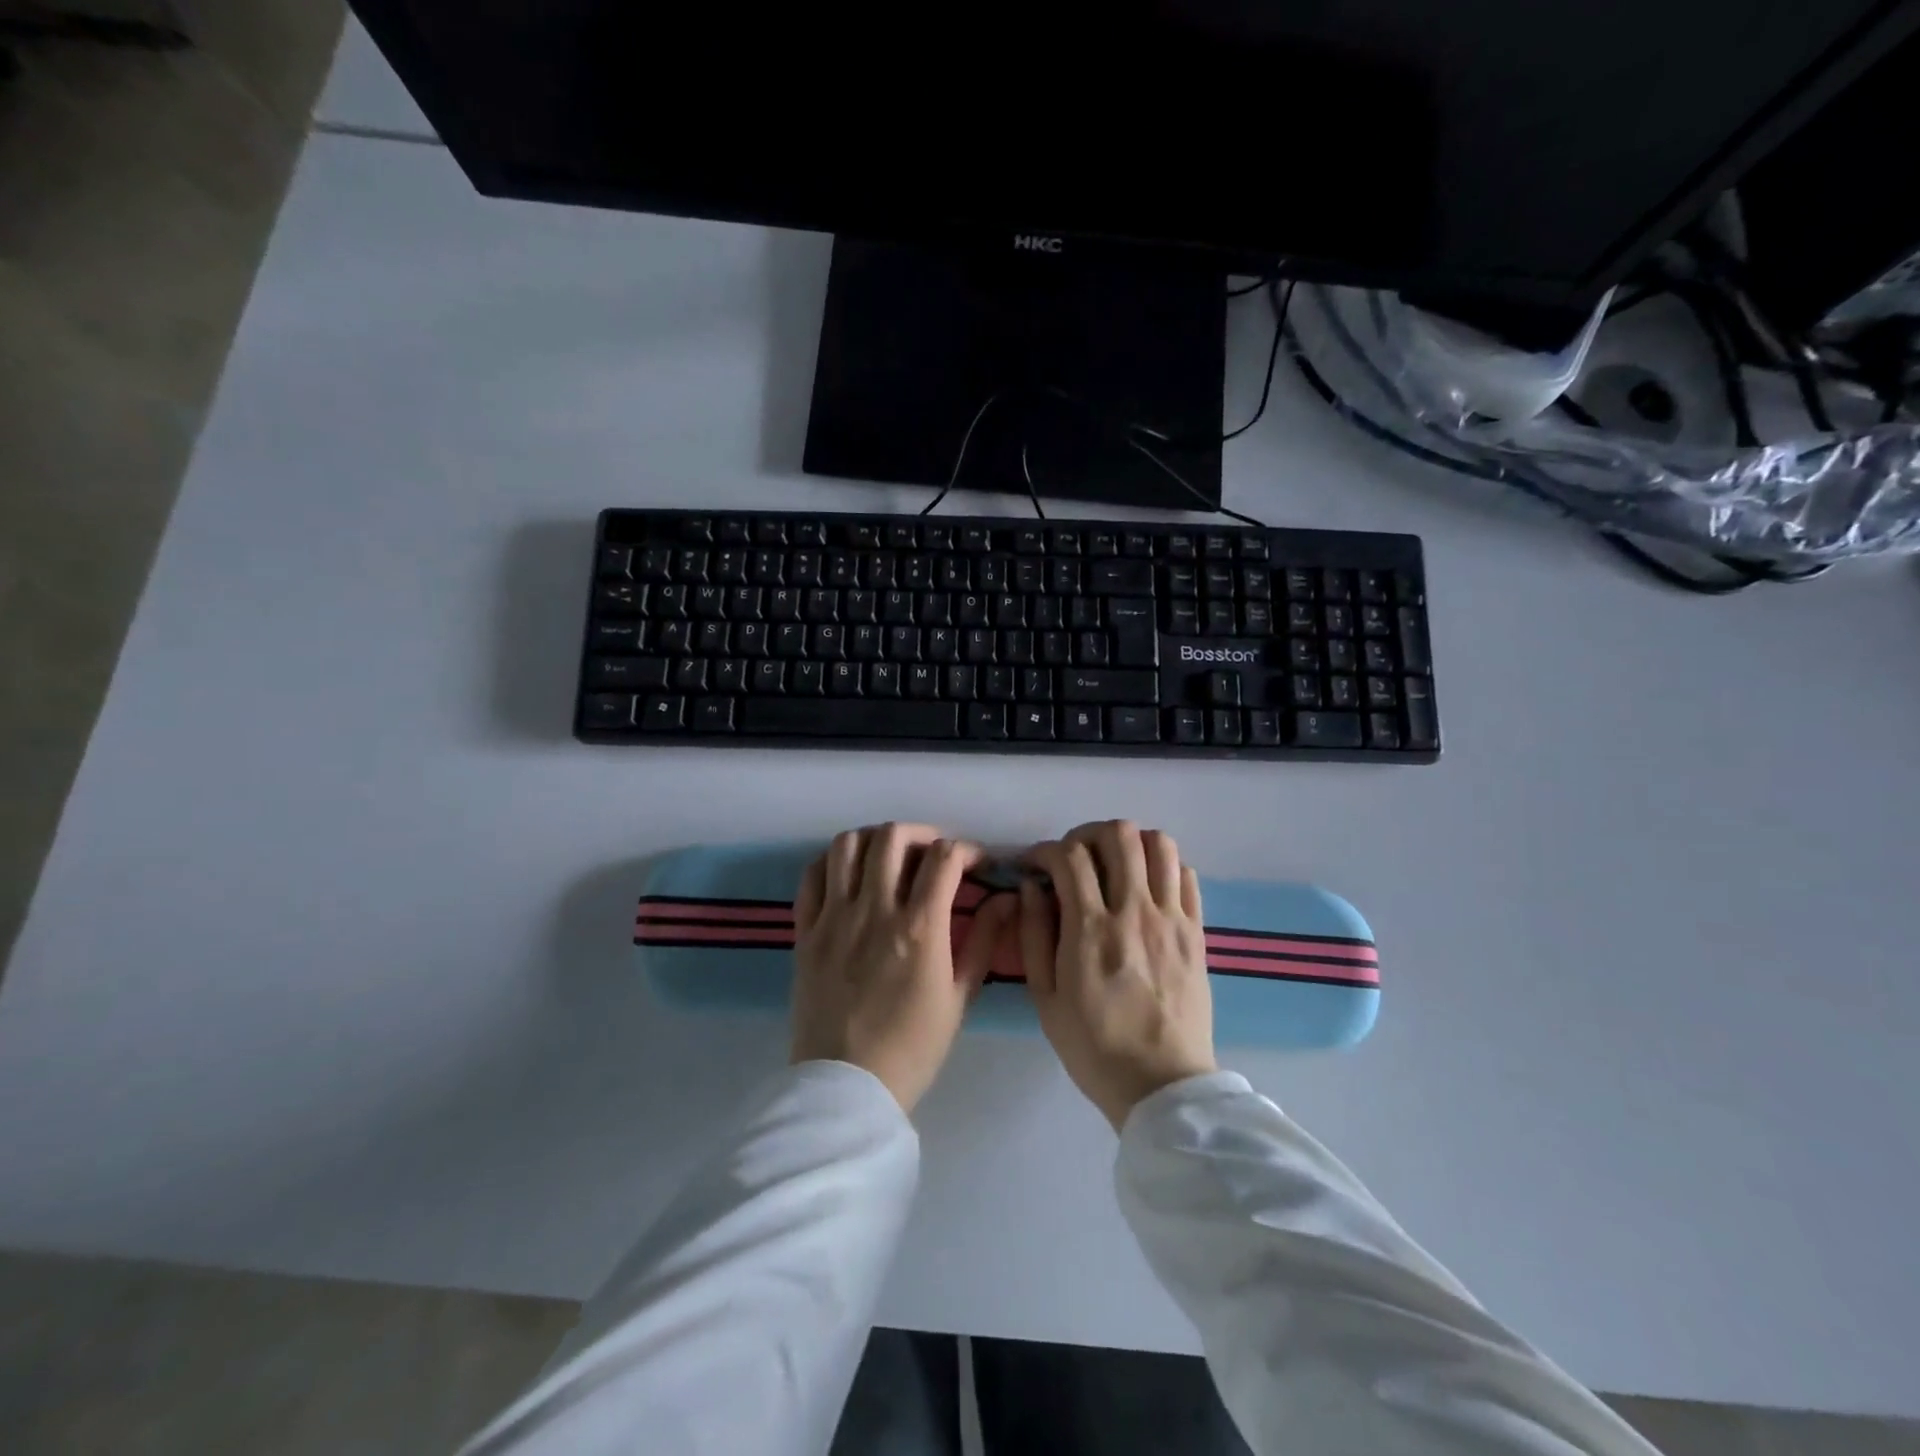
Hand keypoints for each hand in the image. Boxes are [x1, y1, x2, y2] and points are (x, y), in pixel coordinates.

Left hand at [792, 823, 1015, 1112]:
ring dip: (874, 840)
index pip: (944, 858)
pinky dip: (832, 862)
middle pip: (893, 837)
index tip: (976, 862)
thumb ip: (985, 940)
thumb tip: (1006, 898)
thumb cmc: (913, 1048)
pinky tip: (849, 874)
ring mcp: (833, 918)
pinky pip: (812, 875)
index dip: (967, 849)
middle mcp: (874, 911)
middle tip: (933, 854)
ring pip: (847, 845)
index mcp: (919, 928)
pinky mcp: (805, 931)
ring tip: (889, 858)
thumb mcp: (960, 997)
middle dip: (921, 834)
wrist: (847, 1089)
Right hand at [1019, 821, 1216, 1129]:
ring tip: (1113, 864)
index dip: (1045, 850)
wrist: (1162, 1086)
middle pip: (1118, 835)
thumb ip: (1033, 933)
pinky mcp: (1197, 932)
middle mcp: (1134, 911)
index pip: (1069, 856)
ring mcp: (1171, 919)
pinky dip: (1163, 866)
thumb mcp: (1044, 997)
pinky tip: (1146, 886)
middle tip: (1074, 857)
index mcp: (1090, 929)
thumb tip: (1032, 886)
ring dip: (1129, 842)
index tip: (1035, 864)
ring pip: (1158, 844)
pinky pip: (1186, 874)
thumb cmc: (1093, 1046)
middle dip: (1087, 834)